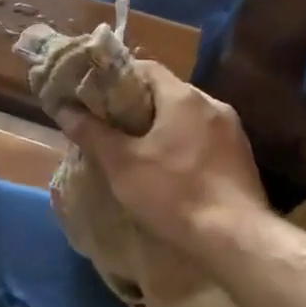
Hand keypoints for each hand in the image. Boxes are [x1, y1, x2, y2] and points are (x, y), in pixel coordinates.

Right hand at [56, 62, 267, 258]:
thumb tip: (64, 109)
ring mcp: (232, 132)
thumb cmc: (174, 194)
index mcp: (184, 97)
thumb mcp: (122, 164)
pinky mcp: (241, 159)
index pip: (146, 68)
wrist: (236, 238)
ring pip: (187, 118)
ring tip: (135, 149)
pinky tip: (169, 171)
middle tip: (109, 125)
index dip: (117, 78)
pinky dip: (182, 146)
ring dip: (161, 128)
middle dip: (137, 106)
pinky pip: (204, 140)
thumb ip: (92, 133)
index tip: (95, 94)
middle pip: (168, 92)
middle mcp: (213, 105)